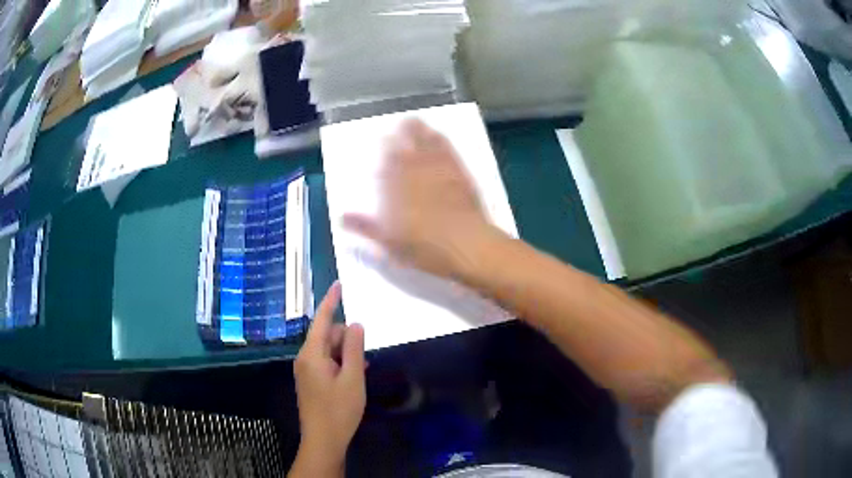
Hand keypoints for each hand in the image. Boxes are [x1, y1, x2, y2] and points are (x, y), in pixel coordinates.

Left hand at [291, 282, 364, 475]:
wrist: (323, 440)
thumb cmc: (339, 410)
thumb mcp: (353, 378)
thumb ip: (355, 349)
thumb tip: (356, 324)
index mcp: (312, 354)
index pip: (322, 320)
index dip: (331, 301)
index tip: (339, 284)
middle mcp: (305, 358)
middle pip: (327, 335)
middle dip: (346, 339)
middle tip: (364, 358)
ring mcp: (306, 370)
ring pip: (328, 350)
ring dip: (345, 353)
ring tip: (361, 370)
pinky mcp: (310, 381)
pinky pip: (326, 362)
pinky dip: (340, 363)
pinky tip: (355, 374)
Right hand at [343, 119, 498, 278]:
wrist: (466, 245)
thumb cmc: (425, 249)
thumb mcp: (389, 244)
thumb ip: (365, 228)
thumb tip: (340, 217)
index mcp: (395, 190)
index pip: (386, 164)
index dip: (383, 151)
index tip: (381, 140)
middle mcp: (415, 174)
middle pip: (405, 148)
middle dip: (400, 135)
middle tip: (397, 124)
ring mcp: (439, 172)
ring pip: (426, 145)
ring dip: (419, 131)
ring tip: (413, 121)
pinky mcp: (460, 174)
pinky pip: (448, 151)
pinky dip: (442, 141)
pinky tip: (439, 134)